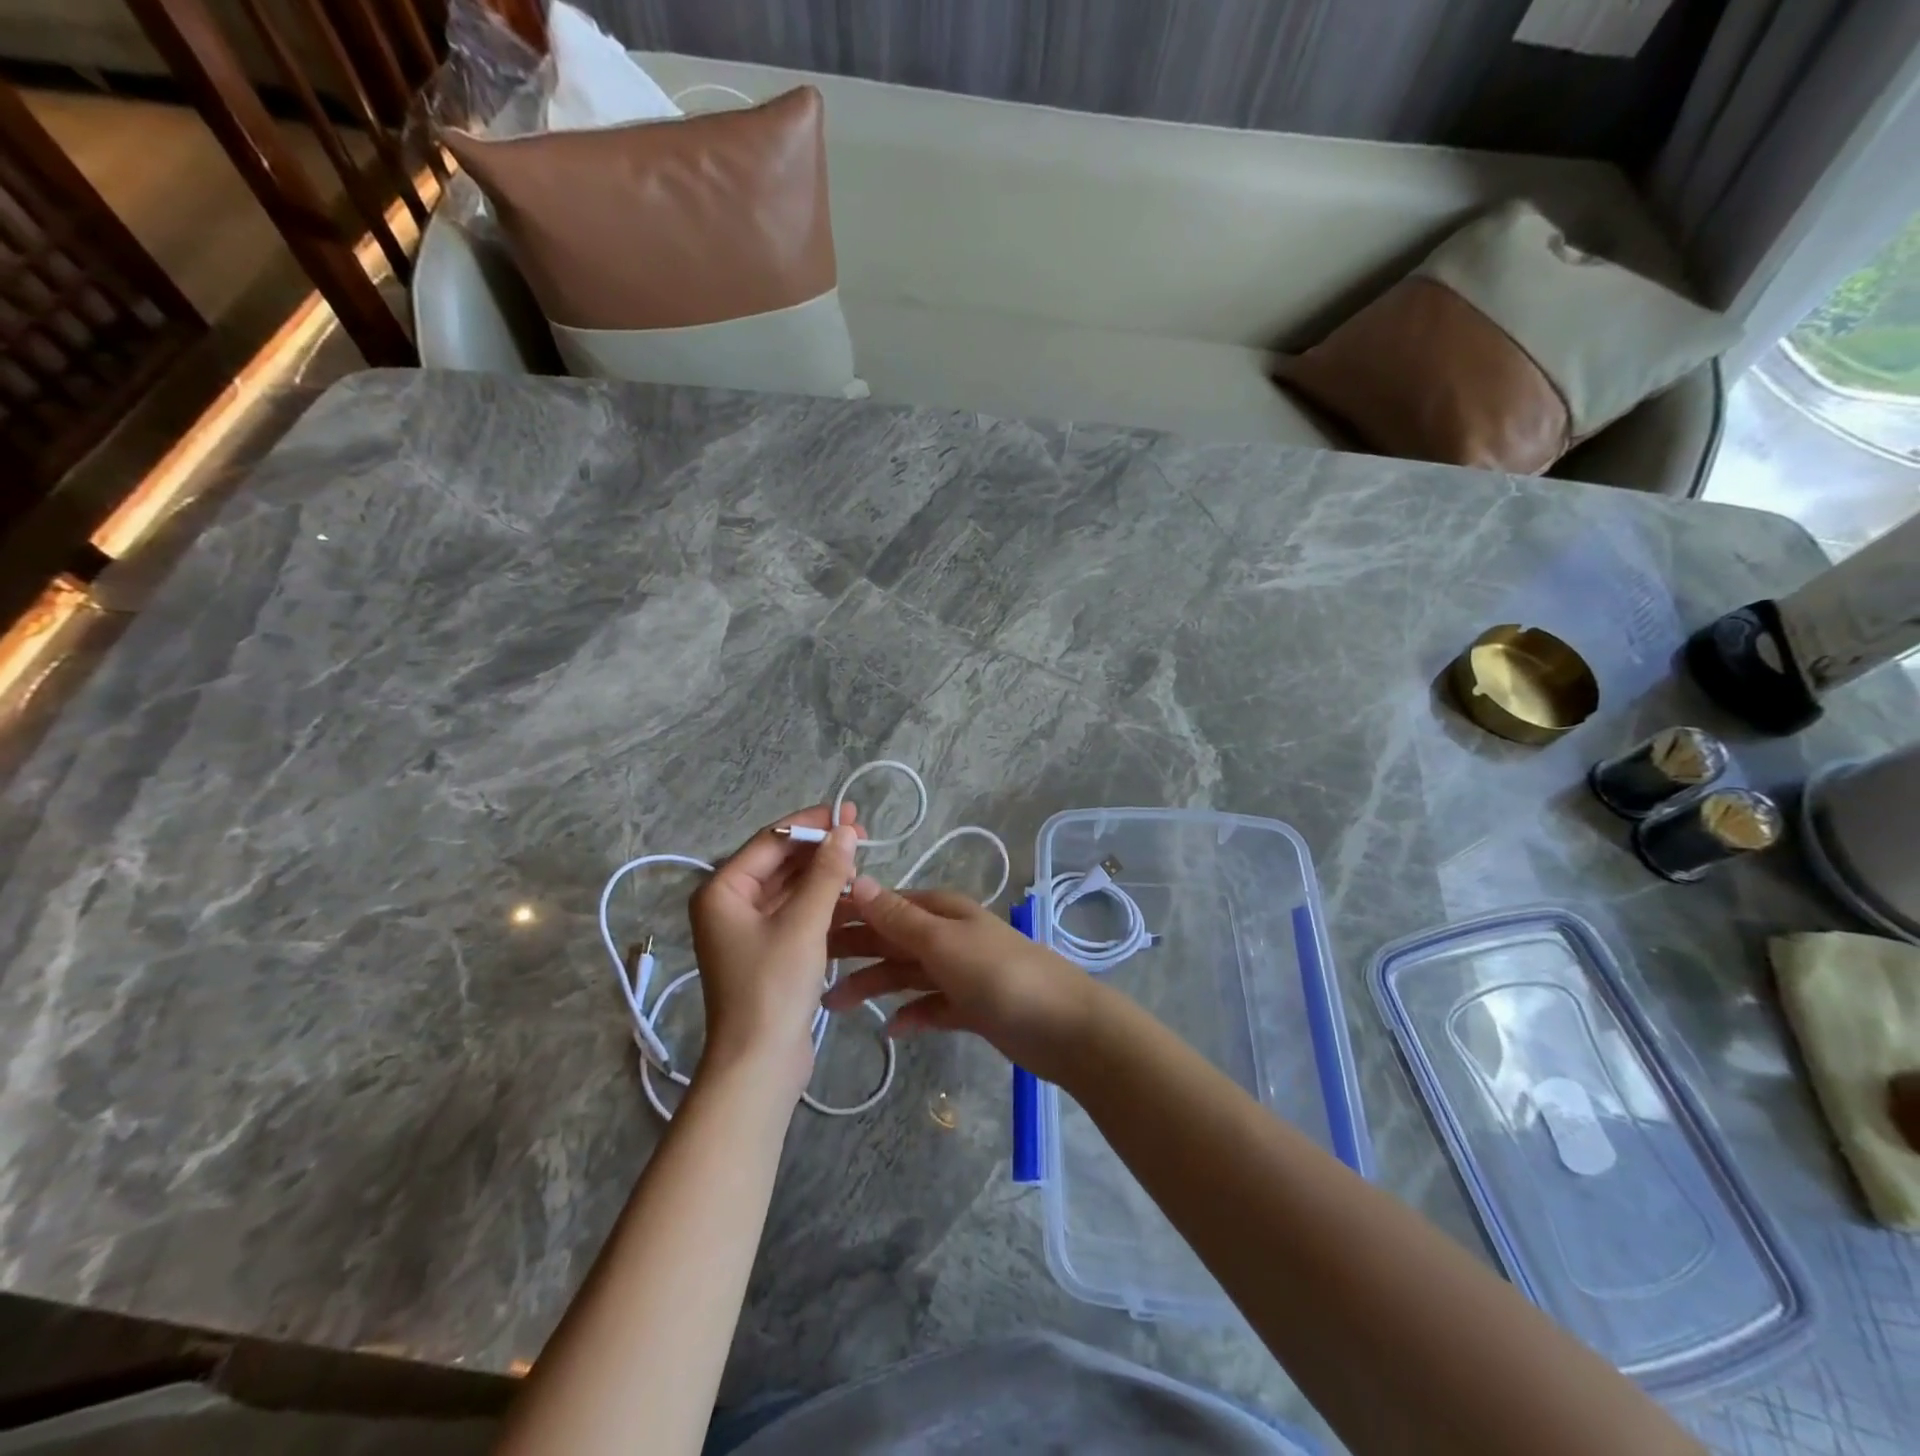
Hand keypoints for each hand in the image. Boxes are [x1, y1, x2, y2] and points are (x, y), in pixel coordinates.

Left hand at [688, 803, 859, 1096]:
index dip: (811, 823)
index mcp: (723, 890)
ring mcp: (748, 928)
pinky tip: (852, 893)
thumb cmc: (774, 987)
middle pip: (780, 861)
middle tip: (862, 832)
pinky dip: (822, 901)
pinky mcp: (768, 949)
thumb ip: (827, 872)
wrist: (759, 1064)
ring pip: (791, 886)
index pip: (771, 840)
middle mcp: (730, 903)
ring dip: (824, 873)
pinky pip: (796, 911)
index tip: (849, 813)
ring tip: (862, 860)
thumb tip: (846, 829)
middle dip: (820, 847)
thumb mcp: (805, 923)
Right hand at [821, 878, 1101, 1082]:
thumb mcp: (943, 943)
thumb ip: (899, 918)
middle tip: (808, 968)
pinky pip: (930, 1006)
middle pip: (891, 939)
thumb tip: (858, 881)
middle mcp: (948, 936)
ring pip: (906, 973)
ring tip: (833, 1006)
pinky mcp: (971, 1006)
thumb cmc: (999, 976)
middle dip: (853, 950)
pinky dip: (911, 1015)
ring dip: (873, 985)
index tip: (807, 925)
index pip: (886, 905)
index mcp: (942, 911)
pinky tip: (890, 1030)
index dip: (849, 913)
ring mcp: (960, 972)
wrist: (1063, 1026)